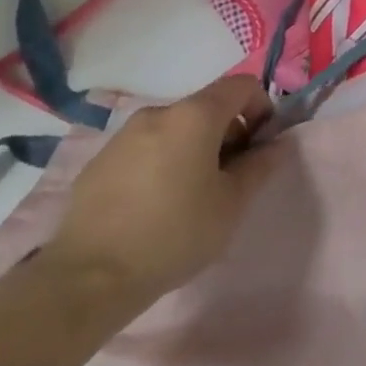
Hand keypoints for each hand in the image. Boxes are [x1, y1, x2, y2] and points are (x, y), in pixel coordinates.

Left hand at [46, 74, 277, 302]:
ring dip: (195, 149)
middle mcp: (158, 113)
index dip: (262, 109)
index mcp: (195, 116)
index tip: (259, 147)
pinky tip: (156, 206)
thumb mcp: (233, 203)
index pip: (243, 86)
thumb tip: (277, 144)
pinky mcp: (98, 162)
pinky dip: (162, 163)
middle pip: (208, 107)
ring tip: (192, 196)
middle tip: (230, 178)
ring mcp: (123, 136)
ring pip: (175, 129)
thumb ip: (261, 165)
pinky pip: (145, 149)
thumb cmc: (175, 233)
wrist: (88, 279)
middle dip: (228, 134)